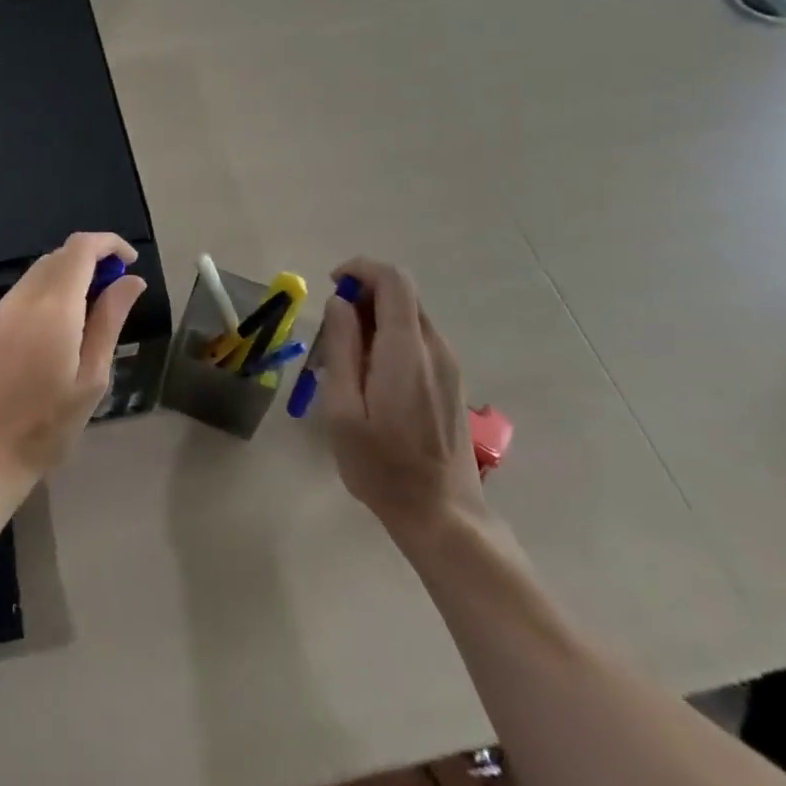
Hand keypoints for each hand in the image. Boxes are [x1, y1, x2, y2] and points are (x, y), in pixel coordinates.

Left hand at [0, 232, 145, 505]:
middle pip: (60, 255)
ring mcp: (1, 309)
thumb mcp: (91, 378)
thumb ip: (110, 321)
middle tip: (115, 293)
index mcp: (53, 306)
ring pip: (40, 271)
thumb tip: (131, 281)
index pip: (81, 248)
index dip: (110, 243)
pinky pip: (24, 291)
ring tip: (91, 312)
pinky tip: (60, 327)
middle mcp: (23, 296)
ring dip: (69, 275)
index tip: (131, 263)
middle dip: (92, 260)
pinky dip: (49, 291)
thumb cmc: (46, 425)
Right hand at [315, 257, 490, 541]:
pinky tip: (372, 376)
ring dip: (376, 318)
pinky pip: (418, 339)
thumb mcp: (343, 410)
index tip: (333, 285)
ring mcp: (448, 364)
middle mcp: (434, 347)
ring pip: (410, 316)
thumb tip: (339, 304)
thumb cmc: (382, 467)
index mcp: (406, 349)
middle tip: (333, 330)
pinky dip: (391, 337)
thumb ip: (341, 349)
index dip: (361, 268)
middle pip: (402, 294)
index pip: (393, 280)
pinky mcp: (452, 381)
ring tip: (347, 358)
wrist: (443, 516)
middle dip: (363, 295)